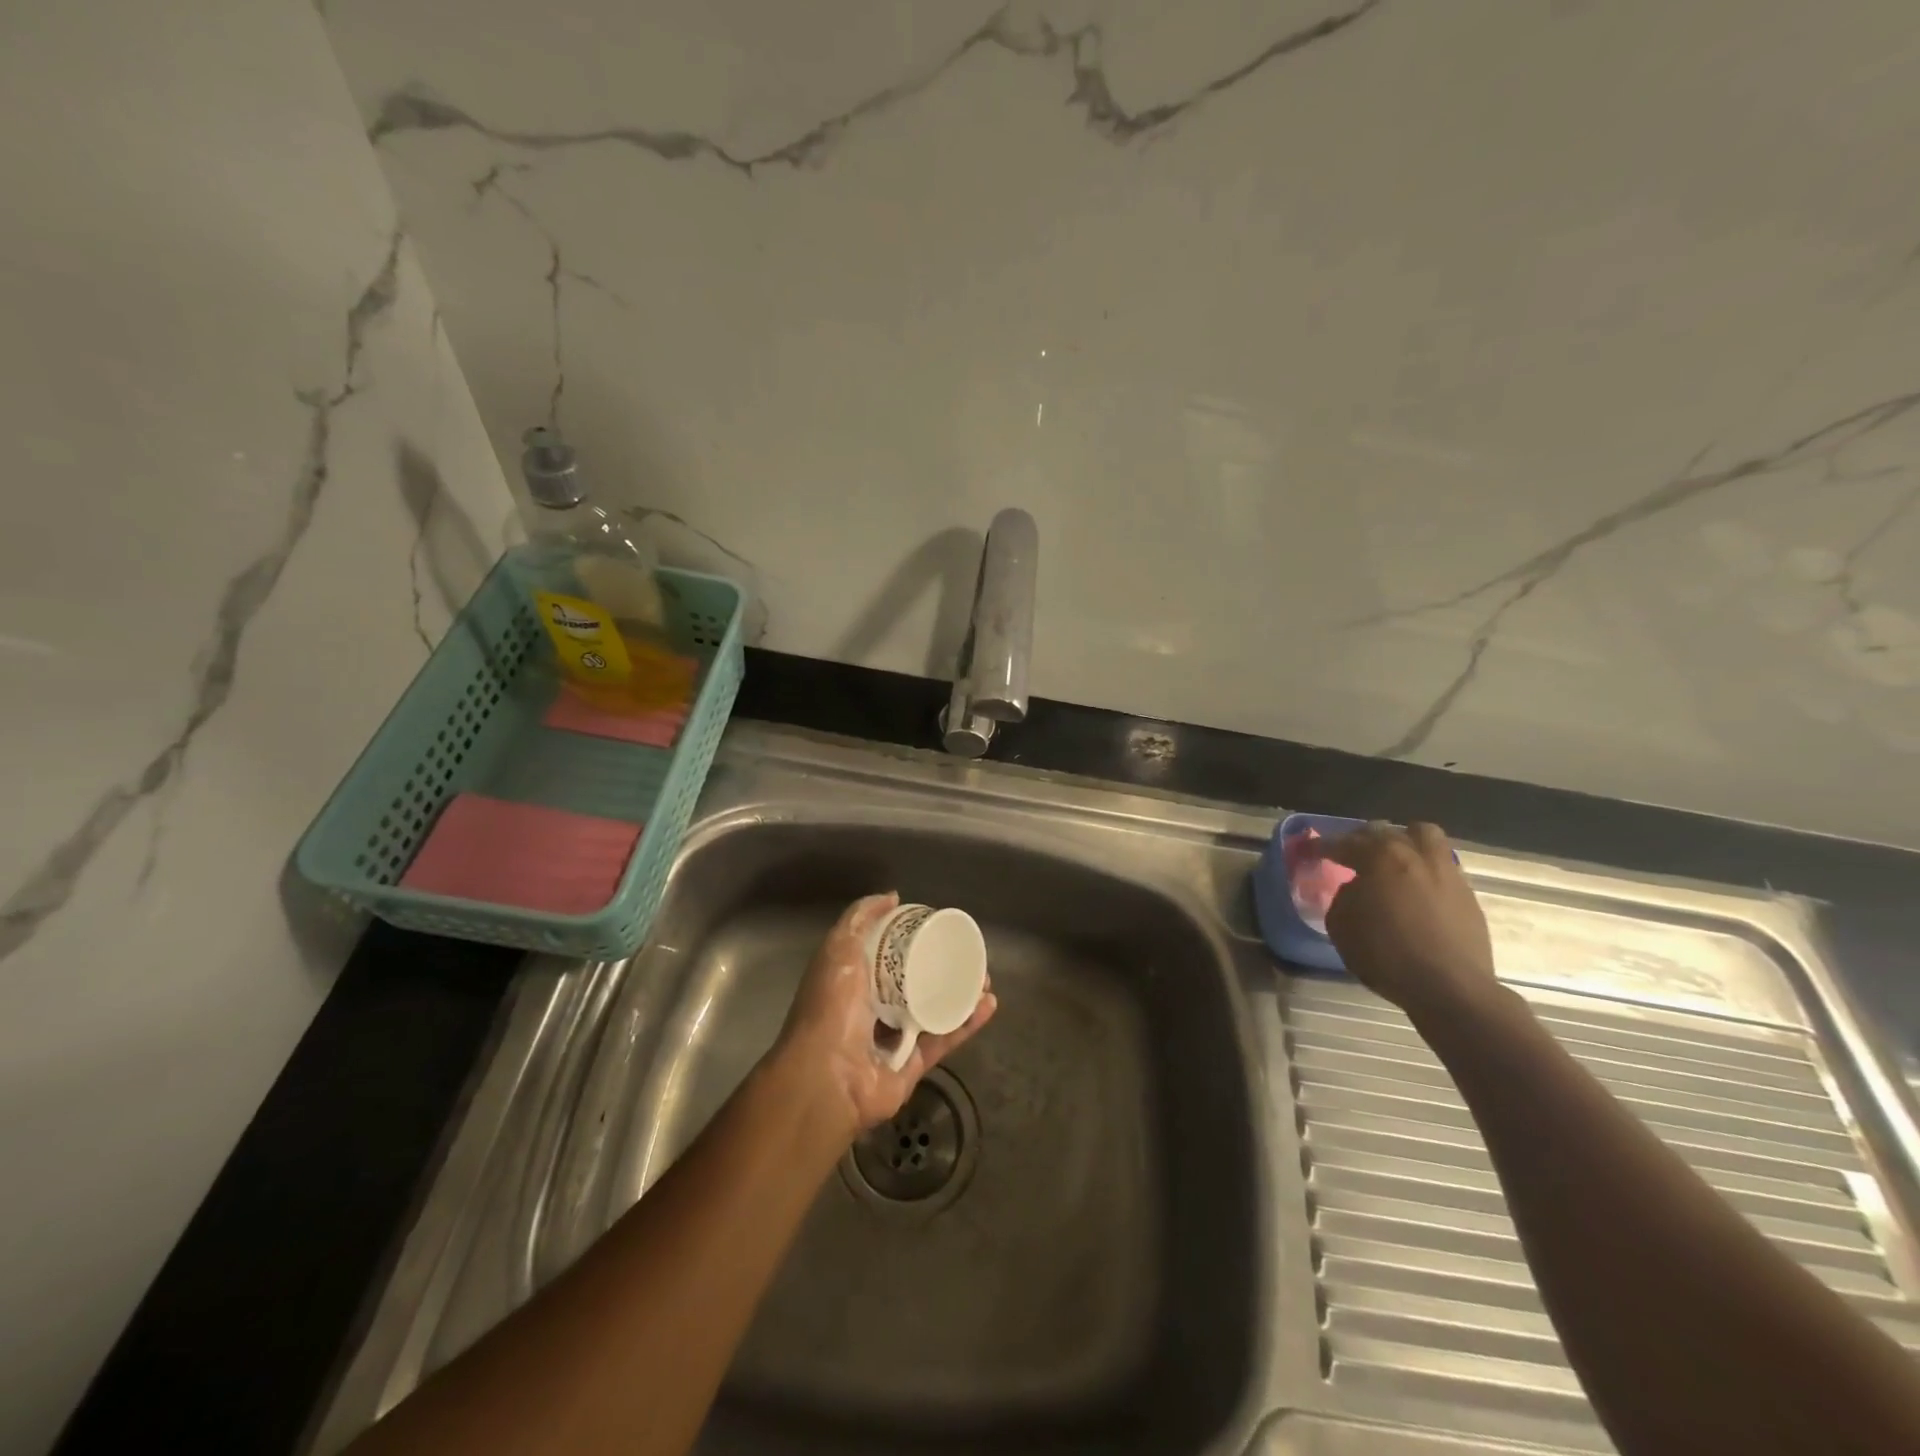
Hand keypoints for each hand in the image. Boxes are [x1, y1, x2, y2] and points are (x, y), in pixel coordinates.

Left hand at [772, 892, 997, 1137]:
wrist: (827, 1077)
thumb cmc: (830, 1006)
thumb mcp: (838, 948)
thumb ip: (860, 918)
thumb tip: (892, 896)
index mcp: (852, 981)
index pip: (884, 955)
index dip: (908, 940)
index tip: (935, 927)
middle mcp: (871, 1009)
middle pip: (913, 983)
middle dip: (941, 969)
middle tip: (967, 955)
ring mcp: (893, 1039)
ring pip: (933, 1011)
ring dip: (960, 995)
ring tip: (984, 978)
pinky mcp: (913, 1065)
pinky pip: (944, 1040)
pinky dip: (967, 1023)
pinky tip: (988, 1004)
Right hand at [1321, 822, 1498, 1021]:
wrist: (1451, 988)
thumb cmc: (1386, 955)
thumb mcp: (1342, 926)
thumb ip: (1344, 897)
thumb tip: (1356, 888)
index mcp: (1380, 858)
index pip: (1344, 843)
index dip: (1322, 847)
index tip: (1309, 851)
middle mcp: (1415, 856)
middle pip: (1385, 831)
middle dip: (1363, 839)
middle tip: (1350, 855)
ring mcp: (1446, 873)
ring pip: (1425, 836)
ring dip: (1404, 841)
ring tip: (1392, 859)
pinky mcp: (1467, 895)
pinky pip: (1442, 866)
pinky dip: (1424, 868)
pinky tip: (1415, 888)